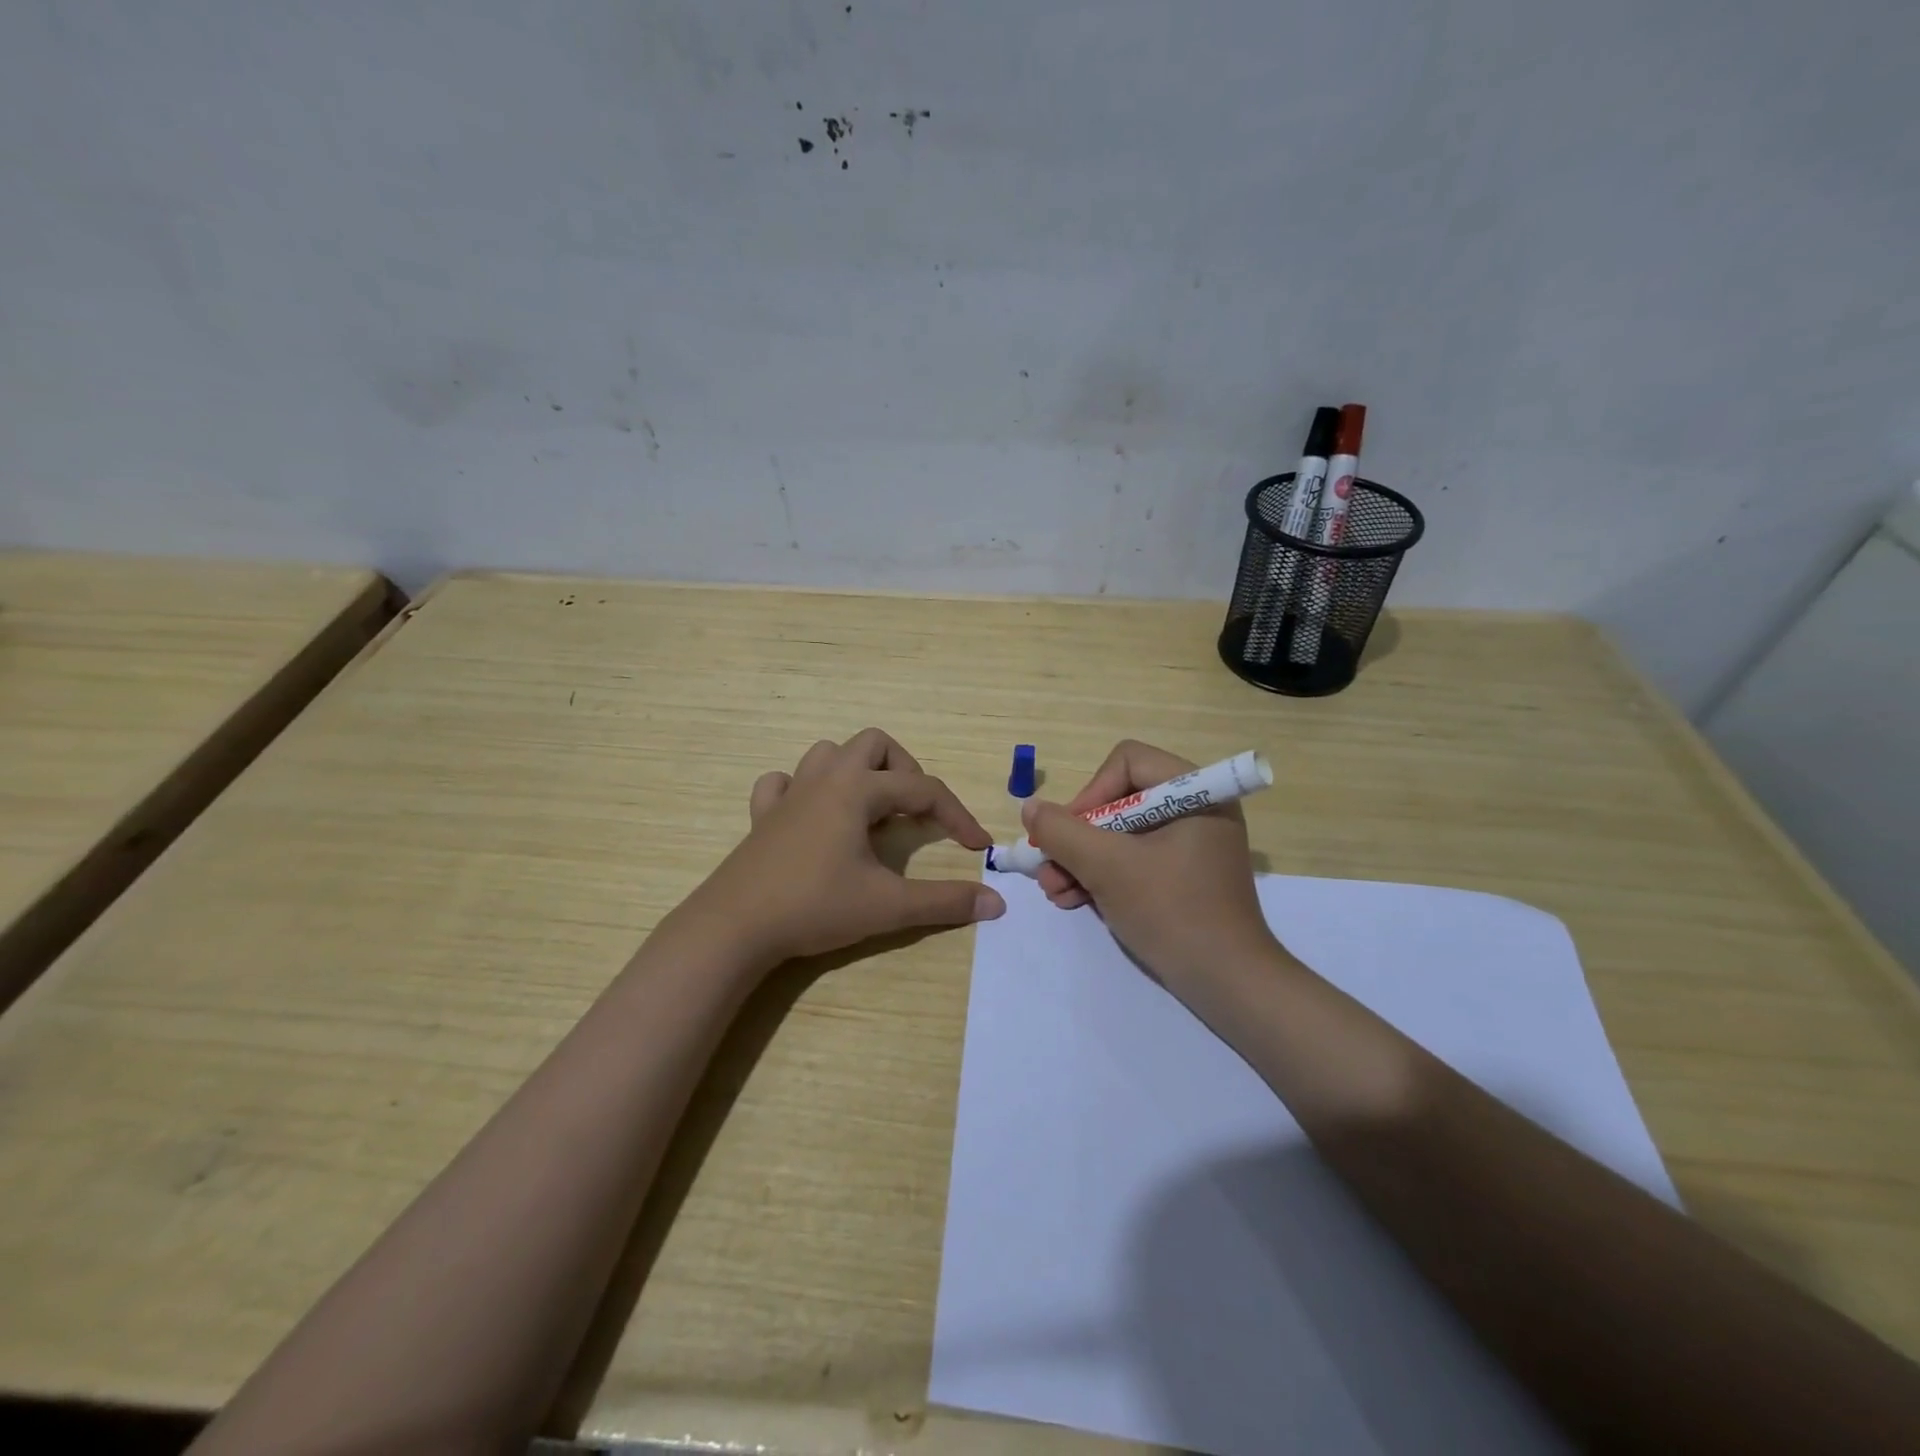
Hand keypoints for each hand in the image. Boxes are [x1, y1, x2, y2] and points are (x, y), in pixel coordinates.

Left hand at [687, 728, 1004, 965]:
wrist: (735, 927)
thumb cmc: (815, 906)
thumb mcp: (888, 906)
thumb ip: (944, 902)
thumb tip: (996, 903)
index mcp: (856, 790)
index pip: (923, 789)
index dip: (957, 815)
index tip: (977, 847)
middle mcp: (824, 779)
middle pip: (874, 744)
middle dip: (905, 771)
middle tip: (915, 813)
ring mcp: (789, 794)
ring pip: (828, 754)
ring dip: (857, 772)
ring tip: (871, 811)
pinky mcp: (762, 816)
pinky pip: (783, 783)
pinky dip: (803, 790)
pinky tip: (813, 817)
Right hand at [1022, 740, 1277, 988]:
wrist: (1228, 985)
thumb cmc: (1172, 912)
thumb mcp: (1108, 868)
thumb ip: (1063, 832)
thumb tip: (1030, 808)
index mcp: (1195, 792)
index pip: (1127, 762)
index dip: (1090, 793)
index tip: (1068, 833)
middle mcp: (1196, 810)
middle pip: (1119, 800)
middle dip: (1078, 837)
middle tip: (1048, 867)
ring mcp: (1190, 845)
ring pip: (1120, 834)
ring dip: (1081, 860)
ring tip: (1054, 891)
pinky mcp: (1183, 876)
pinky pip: (1134, 860)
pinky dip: (1102, 876)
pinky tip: (1072, 899)